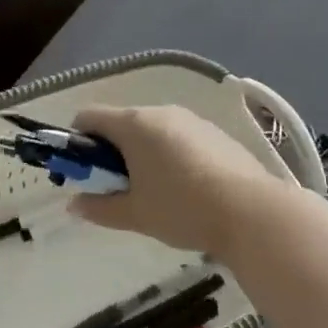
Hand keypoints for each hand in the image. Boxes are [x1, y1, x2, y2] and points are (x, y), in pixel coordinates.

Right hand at [67, 105, 283, 257]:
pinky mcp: (214, 133)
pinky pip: (178, 138)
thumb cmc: (183, 209)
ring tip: (155, 194)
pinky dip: (170, 156)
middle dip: (112, 152)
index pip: (88, 117)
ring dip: (142, 154)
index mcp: (133, 124)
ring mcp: (190, 120)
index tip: (84, 173)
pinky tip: (186, 189)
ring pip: (152, 131)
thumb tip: (74, 204)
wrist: (252, 212)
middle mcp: (160, 112)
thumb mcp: (135, 214)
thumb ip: (99, 207)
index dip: (77, 142)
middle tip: (119, 190)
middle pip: (121, 123)